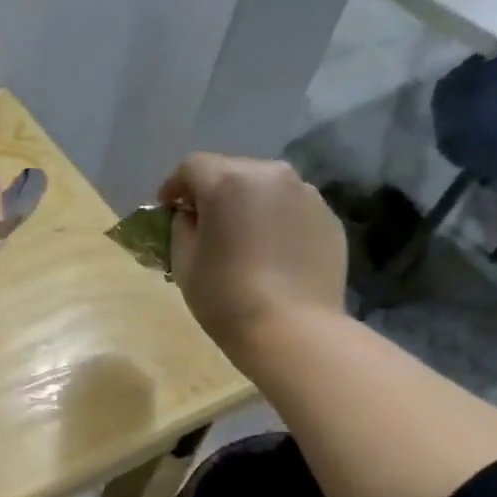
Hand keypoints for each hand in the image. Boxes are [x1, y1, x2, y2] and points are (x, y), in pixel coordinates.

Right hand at [158, 154, 347, 360]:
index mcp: (229, 182)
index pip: (192, 167)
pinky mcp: (329, 218)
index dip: (174, 187)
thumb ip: (182, 227)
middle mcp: (271, 175)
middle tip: (204, 224)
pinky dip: (276, 221)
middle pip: (232, 171)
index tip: (167, 211)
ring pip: (266, 188)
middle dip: (213, 192)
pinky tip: (271, 254)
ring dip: (248, 204)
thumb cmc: (225, 296)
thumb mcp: (184, 261)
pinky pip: (292, 209)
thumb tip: (191, 216)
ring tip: (242, 238)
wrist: (292, 329)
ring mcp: (307, 194)